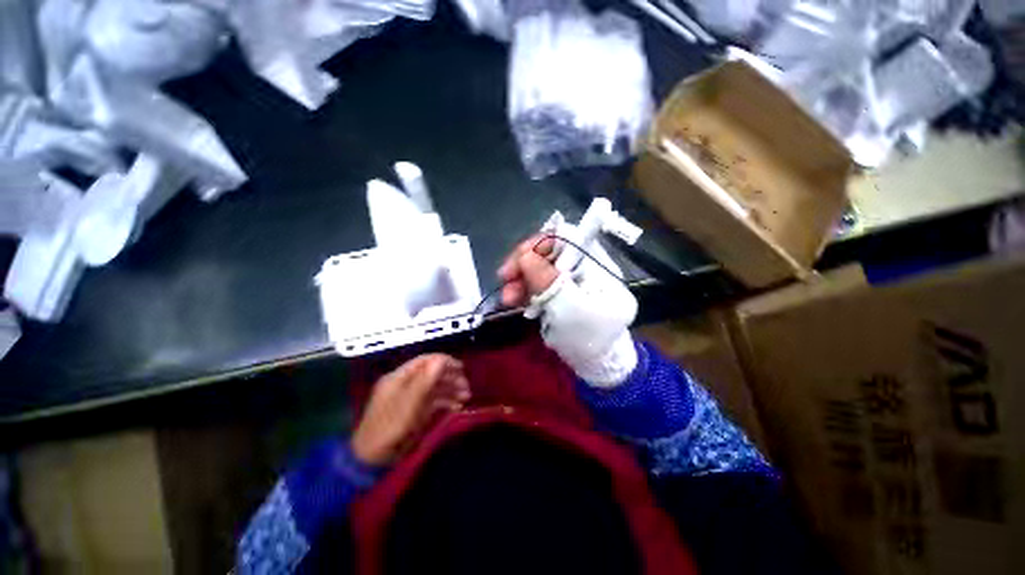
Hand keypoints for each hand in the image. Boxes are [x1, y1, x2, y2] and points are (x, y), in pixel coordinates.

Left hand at [351, 354, 469, 465]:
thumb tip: (442, 360)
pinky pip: (434, 401)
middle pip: (432, 374)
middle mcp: (405, 385)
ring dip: (451, 390)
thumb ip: (425, 380)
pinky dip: (446, 402)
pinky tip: (457, 407)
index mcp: (398, 378)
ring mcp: (411, 399)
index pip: (424, 361)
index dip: (443, 361)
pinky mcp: (415, 412)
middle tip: (466, 385)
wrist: (374, 460)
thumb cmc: (389, 428)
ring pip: (435, 388)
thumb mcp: (408, 403)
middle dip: (450, 377)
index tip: (461, 367)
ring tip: (466, 397)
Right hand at [497, 228, 639, 386]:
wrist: (594, 365)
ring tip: (507, 298)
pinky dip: (525, 289)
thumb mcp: (569, 309)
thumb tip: (525, 255)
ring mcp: (571, 279)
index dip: (540, 243)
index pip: (567, 237)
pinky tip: (514, 300)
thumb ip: (547, 281)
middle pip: (549, 251)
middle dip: (524, 263)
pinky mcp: (561, 291)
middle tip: (504, 278)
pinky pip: (539, 282)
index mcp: (596, 265)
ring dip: (520, 279)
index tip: (519, 260)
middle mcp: (584, 266)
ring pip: (540, 267)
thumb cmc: (588, 338)